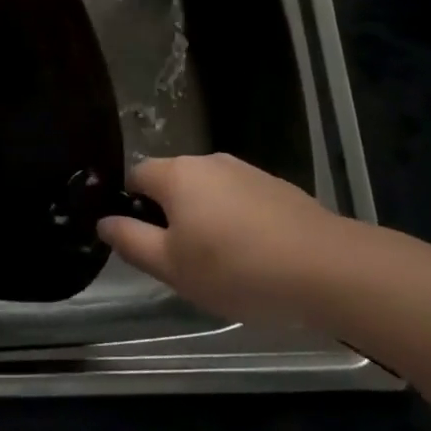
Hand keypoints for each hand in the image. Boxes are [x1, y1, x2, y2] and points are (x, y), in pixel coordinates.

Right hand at [97, 153, 361, 325]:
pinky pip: (240, 200)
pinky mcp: (277, 187)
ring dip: (204, 219)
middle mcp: (208, 161)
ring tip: (221, 264)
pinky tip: (253, 256)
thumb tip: (104, 220)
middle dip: (169, 215)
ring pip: (208, 192)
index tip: (142, 241)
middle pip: (173, 182)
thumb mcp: (171, 266)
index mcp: (176, 174)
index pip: (135, 176)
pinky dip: (236, 222)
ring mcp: (247, 171)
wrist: (326, 268)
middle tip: (180, 260)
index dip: (130, 206)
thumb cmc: (235, 268)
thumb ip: (130, 240)